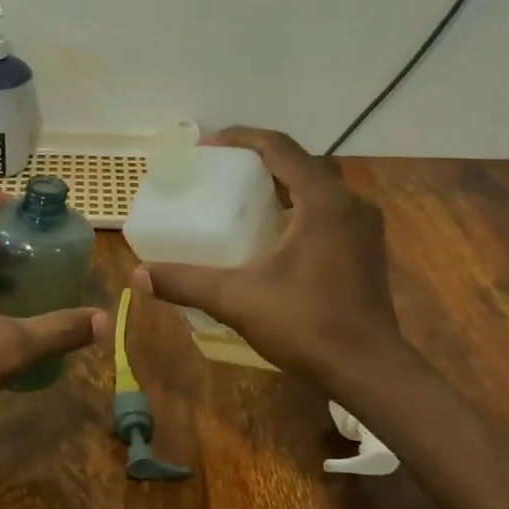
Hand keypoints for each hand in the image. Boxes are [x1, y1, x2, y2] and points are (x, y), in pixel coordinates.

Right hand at [134, 127, 406, 384]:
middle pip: (297, 162)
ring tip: (239, 197)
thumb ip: (186, 282)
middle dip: (256, 160)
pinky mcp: (365, 247)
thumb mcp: (236, 299)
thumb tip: (140, 275)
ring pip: (315, 186)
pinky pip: (326, 209)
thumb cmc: (306, 324)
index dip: (240, 139)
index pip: (279, 147)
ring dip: (278, 183)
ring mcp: (362, 225)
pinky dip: (296, 206)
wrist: (368, 369)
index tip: (206, 148)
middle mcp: (349, 202)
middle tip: (218, 172)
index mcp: (323, 201)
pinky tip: (270, 232)